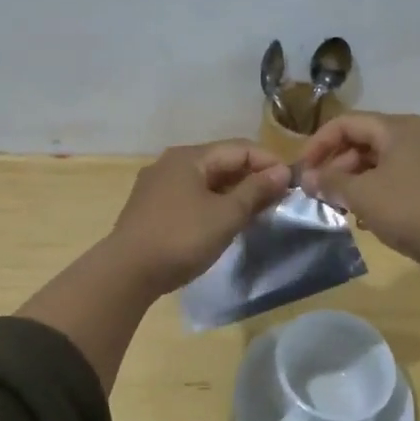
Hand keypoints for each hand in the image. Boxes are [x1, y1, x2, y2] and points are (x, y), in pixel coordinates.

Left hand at [107, 139, 292, 294]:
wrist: (126, 272)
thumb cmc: (181, 238)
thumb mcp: (226, 215)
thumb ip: (255, 190)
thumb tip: (282, 171)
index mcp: (190, 157)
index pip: (240, 148)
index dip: (269, 162)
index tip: (292, 183)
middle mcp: (171, 163)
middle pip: (221, 161)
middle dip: (252, 177)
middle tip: (277, 200)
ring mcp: (157, 185)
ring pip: (205, 180)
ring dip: (233, 192)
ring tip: (256, 212)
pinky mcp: (150, 207)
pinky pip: (191, 196)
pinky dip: (213, 203)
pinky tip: (223, 222)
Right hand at [299, 112, 419, 302]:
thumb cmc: (410, 210)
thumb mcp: (362, 195)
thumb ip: (331, 182)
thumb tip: (309, 177)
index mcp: (398, 128)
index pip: (346, 123)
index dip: (318, 143)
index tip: (303, 170)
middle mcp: (417, 135)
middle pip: (364, 140)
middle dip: (337, 165)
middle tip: (320, 191)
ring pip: (380, 161)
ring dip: (355, 180)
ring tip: (340, 207)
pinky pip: (397, 177)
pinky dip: (377, 190)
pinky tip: (368, 217)